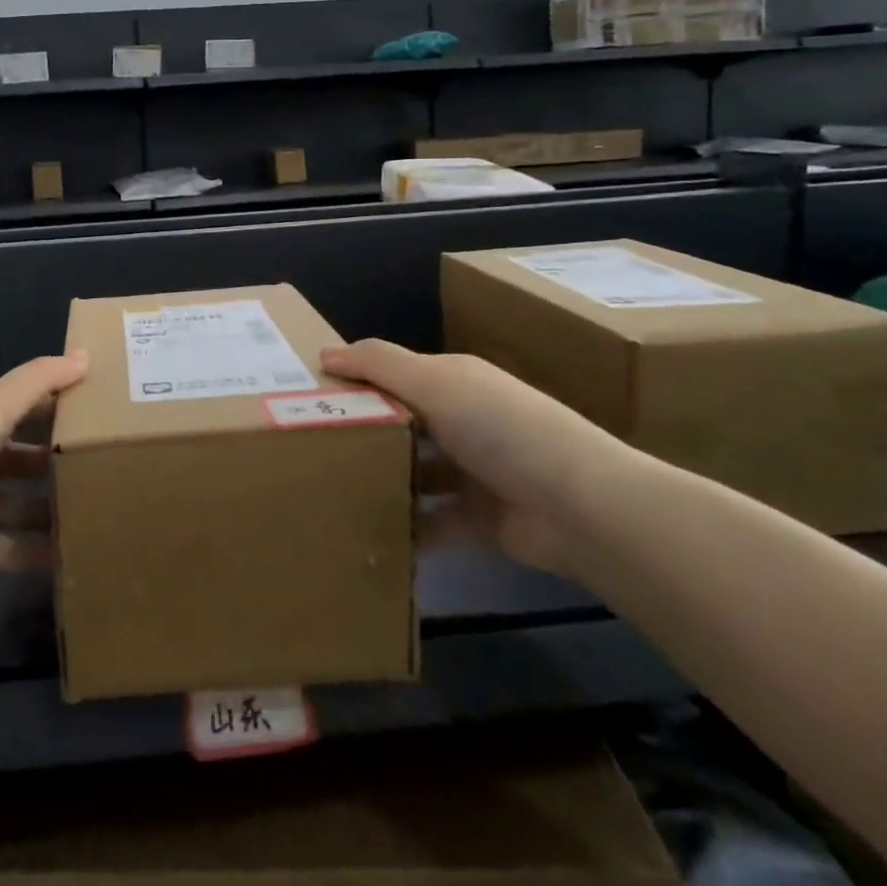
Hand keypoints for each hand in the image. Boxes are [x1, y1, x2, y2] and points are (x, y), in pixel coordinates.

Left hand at [0, 352, 87, 594]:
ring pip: (15, 503)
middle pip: (18, 456)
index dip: (53, 405)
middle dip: (55, 460)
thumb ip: (38, 381)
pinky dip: (34, 550)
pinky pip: (6, 547)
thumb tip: (86, 354)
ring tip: (98, 508)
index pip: (18, 406)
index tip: (98, 410)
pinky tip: (71, 551)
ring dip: (49, 507)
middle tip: (106, 464)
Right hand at [321, 341, 631, 574]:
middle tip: (308, 447)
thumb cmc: (499, 428)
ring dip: (383, 481)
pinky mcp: (479, 519)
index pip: (393, 373)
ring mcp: (473, 471)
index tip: (306, 396)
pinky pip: (432, 521)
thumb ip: (378, 364)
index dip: (354, 380)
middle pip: (401, 422)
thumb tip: (324, 353)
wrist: (580, 506)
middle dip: (362, 433)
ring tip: (329, 492)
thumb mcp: (434, 383)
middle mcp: (462, 420)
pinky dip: (407, 527)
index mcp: (453, 381)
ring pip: (414, 472)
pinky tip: (368, 533)